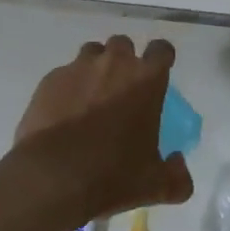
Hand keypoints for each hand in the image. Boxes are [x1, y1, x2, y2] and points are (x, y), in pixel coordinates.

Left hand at [12, 36, 194, 226]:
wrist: (52, 177)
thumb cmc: (111, 175)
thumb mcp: (154, 186)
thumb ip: (176, 176)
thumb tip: (179, 164)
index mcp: (146, 80)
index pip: (161, 49)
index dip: (161, 57)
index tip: (158, 72)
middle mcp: (114, 63)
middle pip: (123, 45)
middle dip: (123, 60)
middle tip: (121, 88)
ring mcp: (79, 68)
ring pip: (91, 53)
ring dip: (94, 68)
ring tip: (90, 96)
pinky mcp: (51, 79)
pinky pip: (63, 74)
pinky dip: (67, 87)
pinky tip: (63, 112)